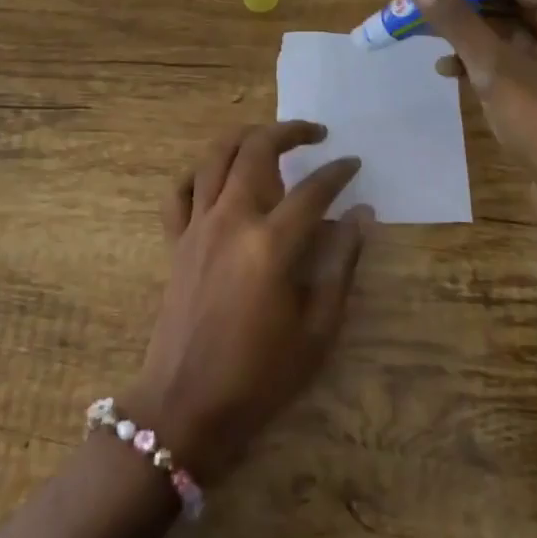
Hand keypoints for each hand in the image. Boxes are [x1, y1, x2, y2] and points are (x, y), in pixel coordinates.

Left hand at [126, 122, 370, 483]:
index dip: (339, 173)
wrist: (186, 406)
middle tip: (316, 134)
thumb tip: (361, 216)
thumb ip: (341, 266)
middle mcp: (231, 220)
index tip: (354, 165)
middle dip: (289, 131)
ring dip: (245, 137)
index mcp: (270, 244)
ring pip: (215, 157)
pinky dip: (199, 173)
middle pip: (257, 150)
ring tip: (270, 138)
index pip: (314, 190)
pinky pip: (180, 191)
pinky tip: (217, 177)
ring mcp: (197, 227)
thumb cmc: (260, 376)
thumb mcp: (318, 330)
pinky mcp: (175, 241)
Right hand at [411, 0, 536, 240]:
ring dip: (471, 35)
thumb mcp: (497, 70)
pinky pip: (513, 65)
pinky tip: (450, 73)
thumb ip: (459, 24)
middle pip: (513, 3)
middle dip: (468, 5)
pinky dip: (483, 64)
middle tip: (424, 9)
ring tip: (428, 40)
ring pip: (510, 35)